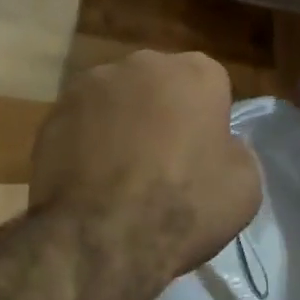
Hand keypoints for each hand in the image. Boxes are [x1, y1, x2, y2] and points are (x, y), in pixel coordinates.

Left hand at [30, 51, 261, 293]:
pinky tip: (87, 177)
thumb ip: (236, 150)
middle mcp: (142, 63)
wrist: (102, 236)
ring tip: (118, 171)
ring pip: (116, 99)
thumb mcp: (245, 186)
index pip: (210, 84)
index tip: (202, 151)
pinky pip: (80, 121)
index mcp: (195, 72)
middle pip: (159, 84)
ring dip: (120, 122)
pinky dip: (85, 140)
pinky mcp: (54, 111)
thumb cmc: (184, 206)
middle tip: (161, 160)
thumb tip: (220, 145)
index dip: (208, 118)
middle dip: (161, 112)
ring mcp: (91, 83)